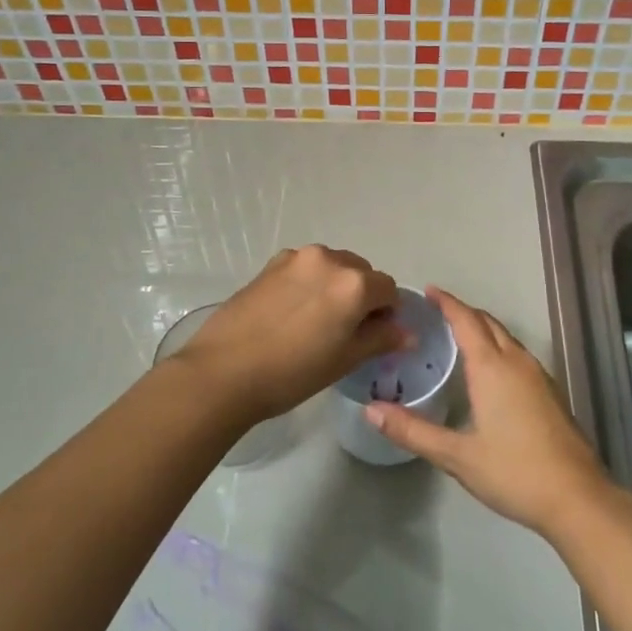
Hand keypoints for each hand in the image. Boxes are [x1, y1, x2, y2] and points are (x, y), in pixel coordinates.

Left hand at [173, 245, 403, 423]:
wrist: (224, 370)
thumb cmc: (292, 372)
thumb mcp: (344, 360)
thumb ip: (380, 339)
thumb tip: (407, 332)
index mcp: (354, 283)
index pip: (388, 289)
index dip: (387, 313)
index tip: (374, 336)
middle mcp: (329, 259)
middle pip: (361, 272)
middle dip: (362, 296)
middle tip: (345, 330)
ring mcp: (296, 258)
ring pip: (332, 266)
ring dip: (335, 286)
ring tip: (315, 321)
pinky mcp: (271, 264)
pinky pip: (305, 268)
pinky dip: (309, 283)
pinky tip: (292, 313)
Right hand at [363, 287, 609, 537]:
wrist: (577, 497)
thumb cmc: (514, 472)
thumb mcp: (457, 456)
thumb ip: (413, 431)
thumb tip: (371, 410)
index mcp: (492, 367)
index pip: (466, 321)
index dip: (447, 303)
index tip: (429, 291)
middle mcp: (517, 362)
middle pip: (488, 323)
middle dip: (464, 312)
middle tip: (437, 312)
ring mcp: (539, 376)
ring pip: (507, 338)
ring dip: (483, 329)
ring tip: (459, 336)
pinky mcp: (550, 392)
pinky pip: (518, 354)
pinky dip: (498, 347)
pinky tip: (490, 370)